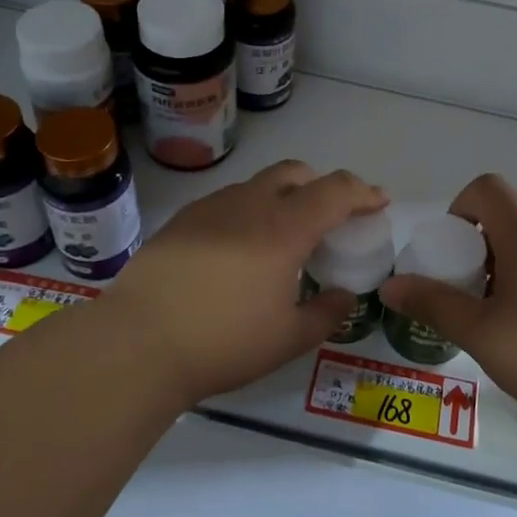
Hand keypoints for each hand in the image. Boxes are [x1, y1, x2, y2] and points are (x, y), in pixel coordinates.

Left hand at [97, 161, 388, 405]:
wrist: (136, 343)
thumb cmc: (223, 342)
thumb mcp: (287, 339)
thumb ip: (326, 314)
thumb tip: (344, 297)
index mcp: (283, 228)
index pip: (335, 191)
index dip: (363, 192)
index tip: (379, 201)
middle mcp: (248, 205)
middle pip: (295, 172)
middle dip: (321, 184)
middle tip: (331, 215)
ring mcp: (210, 209)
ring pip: (257, 184)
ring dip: (282, 197)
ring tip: (282, 236)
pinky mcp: (180, 222)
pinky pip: (227, 202)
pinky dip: (248, 212)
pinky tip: (238, 249)